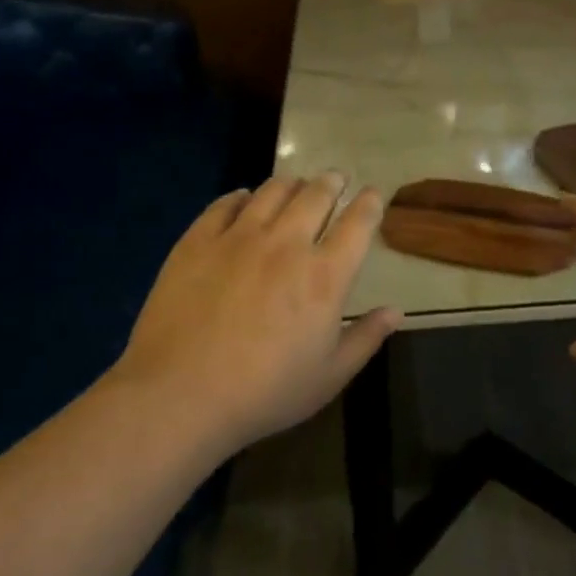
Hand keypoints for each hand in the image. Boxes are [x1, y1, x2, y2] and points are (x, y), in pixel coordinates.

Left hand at [112, 174, 398, 452]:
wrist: (180, 395)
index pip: (358, 224)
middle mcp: (287, 244)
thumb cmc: (264, 393)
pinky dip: (240, 197)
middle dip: (332, 183)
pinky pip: (225, 204)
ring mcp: (239, 237)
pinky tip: (243, 199)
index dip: (370, 204)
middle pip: (317, 195)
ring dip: (291, 183)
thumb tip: (395, 311)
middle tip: (336, 179)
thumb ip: (365, 339)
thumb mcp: (328, 377)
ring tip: (295, 184)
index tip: (373, 194)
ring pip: (272, 191)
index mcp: (325, 276)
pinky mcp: (198, 241)